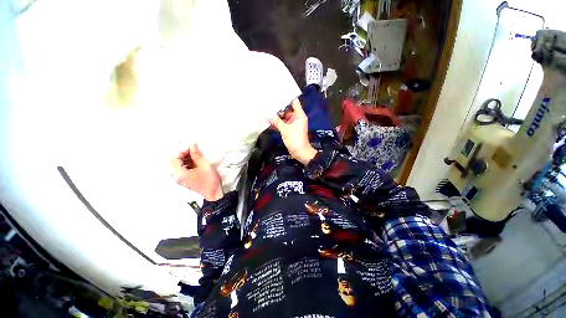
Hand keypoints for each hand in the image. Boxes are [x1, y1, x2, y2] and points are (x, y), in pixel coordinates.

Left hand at [171, 144, 223, 200]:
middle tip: (195, 151)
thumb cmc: (210, 182)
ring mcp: (183, 180)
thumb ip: (197, 155)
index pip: (174, 159)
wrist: (215, 194)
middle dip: (185, 155)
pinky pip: (185, 170)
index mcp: (181, 175)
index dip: (182, 152)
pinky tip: (199, 163)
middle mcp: (179, 178)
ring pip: (181, 166)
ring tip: (198, 157)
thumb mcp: (205, 166)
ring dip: (188, 160)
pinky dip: (190, 164)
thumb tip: (192, 146)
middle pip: (176, 163)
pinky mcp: (188, 181)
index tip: (192, 148)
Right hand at [268, 99, 317, 164]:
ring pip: (284, 117)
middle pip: (288, 110)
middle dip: (279, 108)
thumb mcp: (285, 130)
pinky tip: (270, 121)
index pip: (294, 102)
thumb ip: (276, 121)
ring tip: (267, 111)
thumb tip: (267, 114)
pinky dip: (278, 123)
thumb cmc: (295, 139)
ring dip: (277, 116)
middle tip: (268, 103)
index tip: (277, 94)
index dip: (287, 98)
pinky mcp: (290, 129)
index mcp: (299, 115)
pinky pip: (284, 123)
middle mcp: (297, 118)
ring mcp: (293, 124)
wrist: (300, 152)